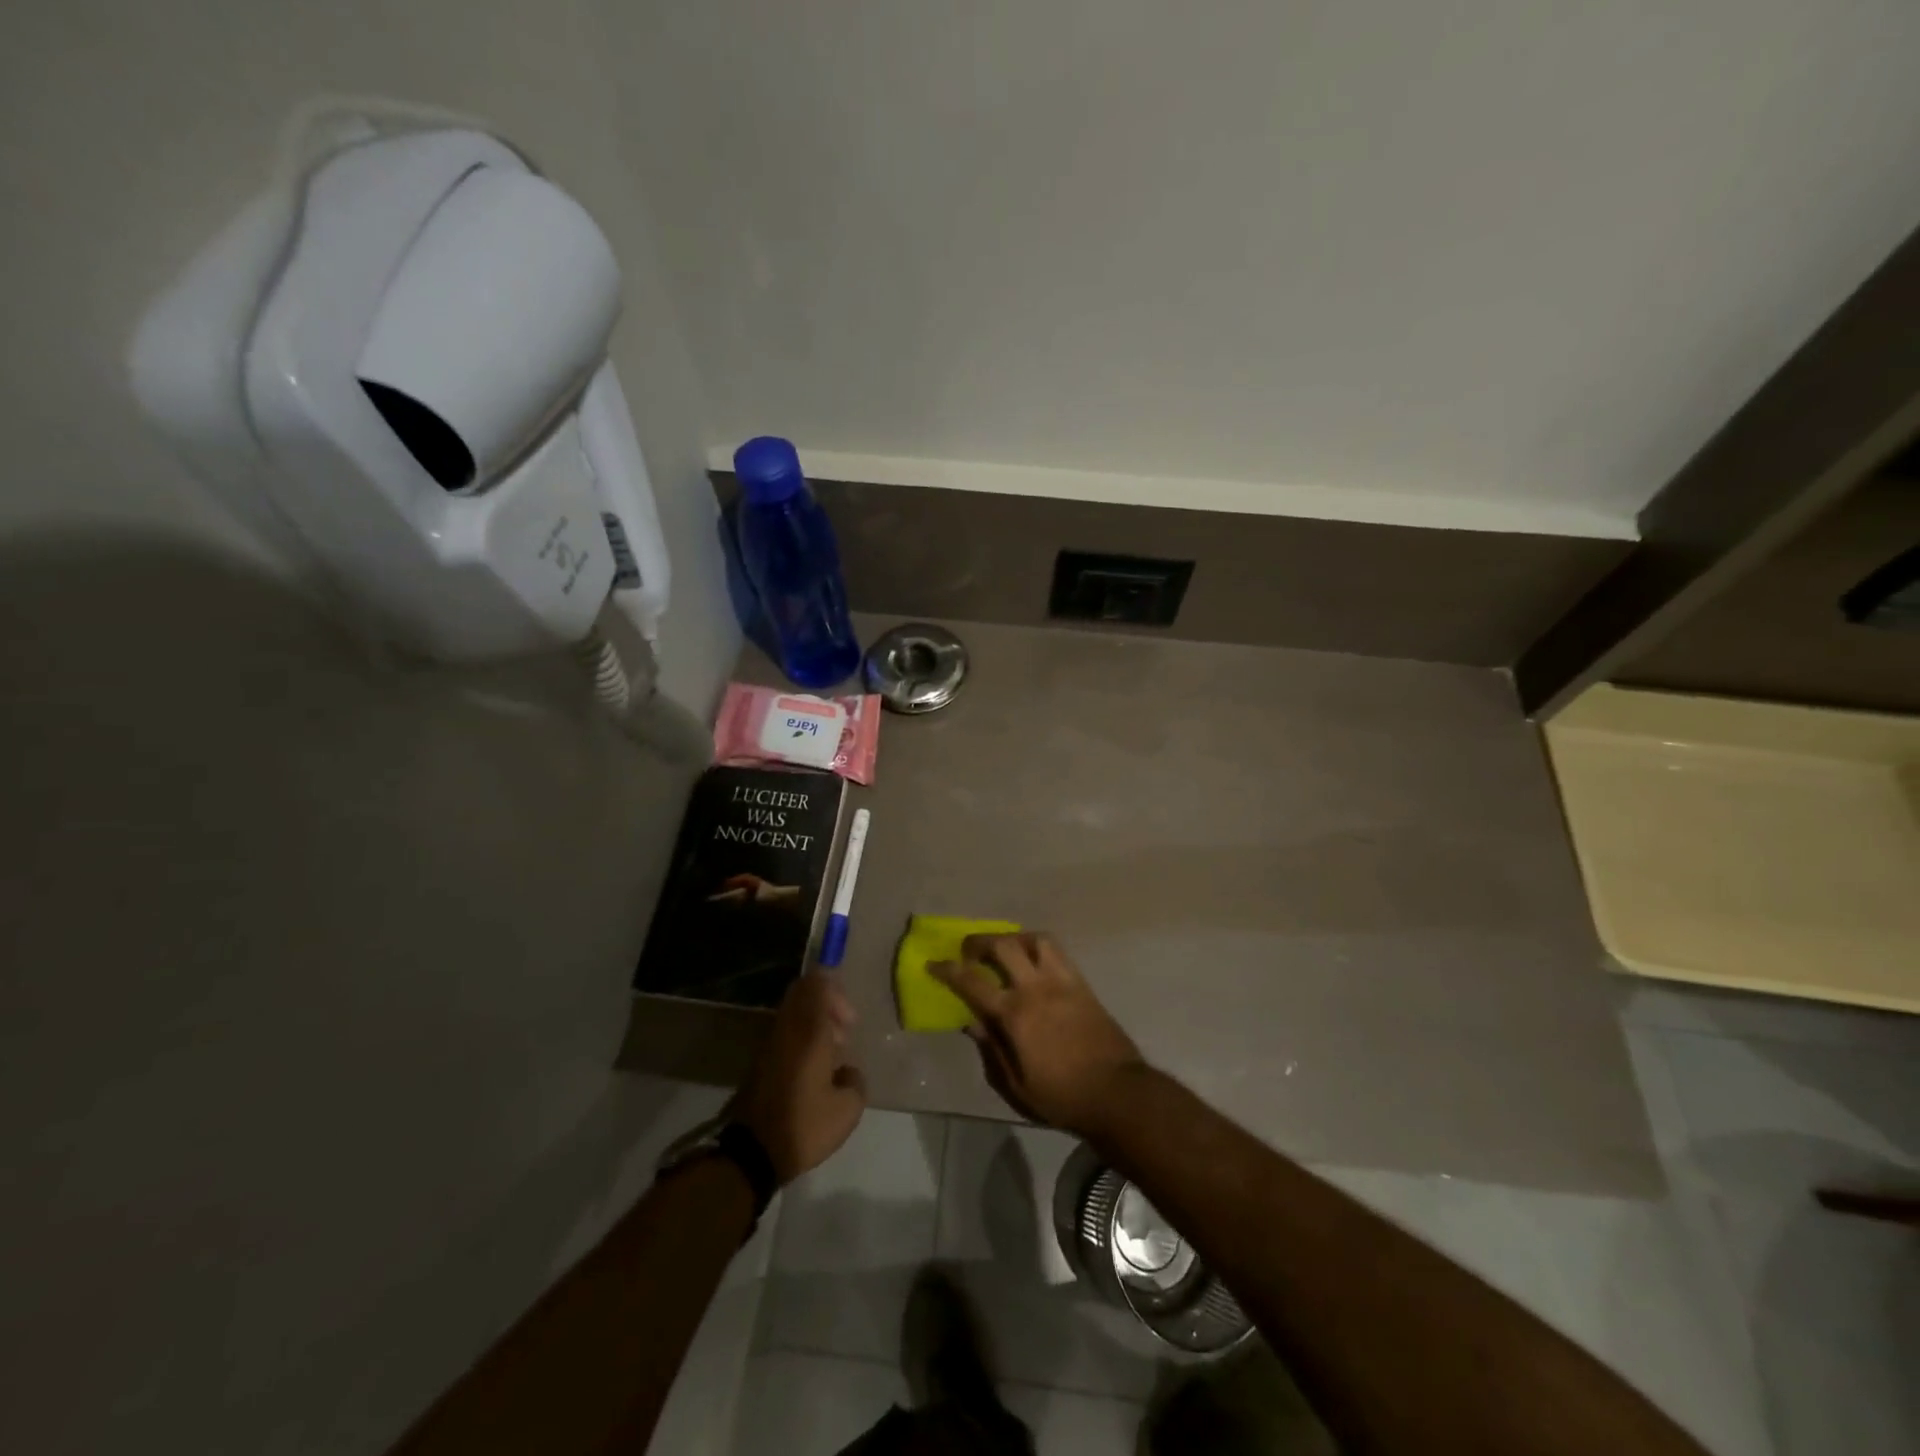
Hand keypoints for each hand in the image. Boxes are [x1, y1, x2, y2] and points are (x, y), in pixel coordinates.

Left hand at [733, 971, 866, 1183]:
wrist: (751, 1152)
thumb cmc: (804, 1125)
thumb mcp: (847, 1109)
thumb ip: (856, 1081)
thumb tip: (848, 1072)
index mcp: (810, 1031)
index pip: (816, 984)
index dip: (835, 990)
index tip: (850, 1018)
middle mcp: (787, 1029)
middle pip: (802, 992)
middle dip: (827, 1003)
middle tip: (844, 1030)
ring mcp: (770, 1044)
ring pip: (793, 1013)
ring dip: (815, 1022)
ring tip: (833, 1052)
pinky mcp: (760, 1062)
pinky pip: (785, 1033)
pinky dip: (802, 1039)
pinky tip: (816, 1069)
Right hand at [931, 933, 1146, 1137]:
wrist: (1117, 1093)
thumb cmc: (1061, 1097)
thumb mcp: (1016, 1085)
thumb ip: (991, 1049)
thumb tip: (972, 1021)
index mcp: (1015, 1014)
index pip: (972, 982)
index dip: (948, 970)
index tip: (933, 964)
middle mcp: (1036, 988)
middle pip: (1003, 946)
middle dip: (980, 942)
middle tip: (968, 950)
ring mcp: (1062, 981)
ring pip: (1034, 939)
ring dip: (1013, 938)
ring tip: (1004, 949)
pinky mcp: (1082, 984)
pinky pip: (1058, 952)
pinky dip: (1039, 947)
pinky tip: (1034, 960)